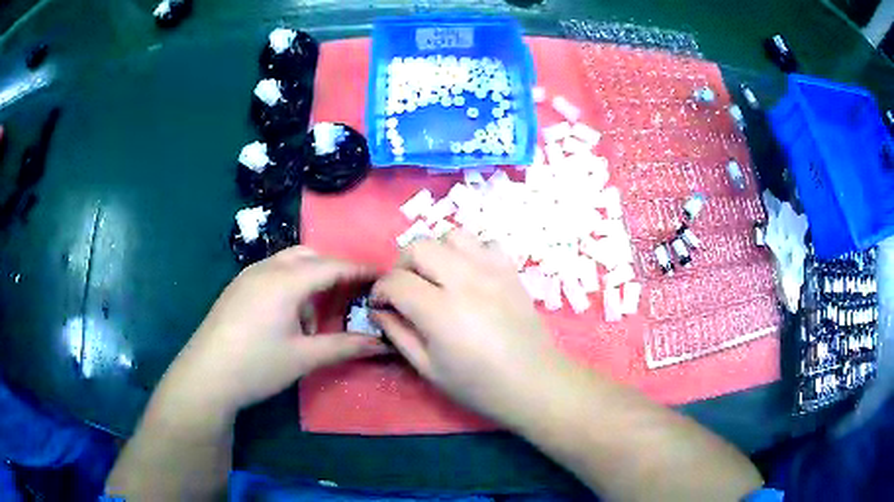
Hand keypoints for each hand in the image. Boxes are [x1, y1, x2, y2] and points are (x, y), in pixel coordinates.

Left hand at [161, 246, 390, 416]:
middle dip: (335, 269)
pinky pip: (273, 272)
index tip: (383, 276)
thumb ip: (345, 346)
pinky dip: (291, 282)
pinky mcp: (237, 287)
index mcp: (286, 280)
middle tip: (354, 292)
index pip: (332, 266)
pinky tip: (290, 313)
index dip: (360, 270)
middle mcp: (267, 268)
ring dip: (311, 276)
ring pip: (289, 261)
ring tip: (320, 309)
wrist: (206, 375)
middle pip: (310, 256)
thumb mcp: (304, 358)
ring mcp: (248, 275)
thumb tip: (382, 344)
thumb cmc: (257, 365)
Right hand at [371, 231, 564, 424]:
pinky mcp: (511, 270)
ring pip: (452, 235)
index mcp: (441, 311)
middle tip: (405, 289)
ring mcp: (493, 270)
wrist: (533, 382)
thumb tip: (379, 310)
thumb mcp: (428, 368)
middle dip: (402, 265)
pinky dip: (471, 252)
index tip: (380, 304)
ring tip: (437, 277)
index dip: (380, 291)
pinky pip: (485, 243)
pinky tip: (470, 275)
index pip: (396, 281)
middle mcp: (466, 281)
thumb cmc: (478, 385)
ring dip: (436, 252)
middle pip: (420, 247)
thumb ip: (398, 334)